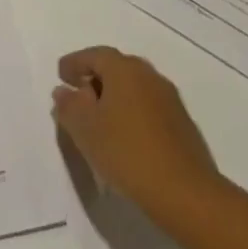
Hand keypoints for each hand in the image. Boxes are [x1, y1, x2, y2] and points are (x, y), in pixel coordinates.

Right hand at [52, 46, 225, 230]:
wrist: (186, 193)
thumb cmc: (127, 153)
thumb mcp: (86, 130)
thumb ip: (69, 106)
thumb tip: (63, 91)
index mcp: (124, 69)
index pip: (94, 55)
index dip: (75, 63)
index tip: (61, 75)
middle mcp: (148, 75)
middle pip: (116, 68)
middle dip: (95, 79)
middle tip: (79, 97)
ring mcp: (169, 99)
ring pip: (134, 89)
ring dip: (114, 98)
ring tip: (100, 121)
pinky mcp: (182, 124)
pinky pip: (148, 108)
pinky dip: (132, 114)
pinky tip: (125, 138)